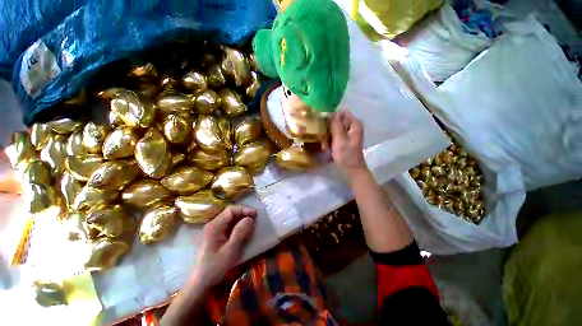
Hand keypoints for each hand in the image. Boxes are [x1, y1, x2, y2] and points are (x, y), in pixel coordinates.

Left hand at [191, 205, 256, 287]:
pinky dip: (238, 227)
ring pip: (231, 220)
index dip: (244, 209)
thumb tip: (250, 218)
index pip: (231, 210)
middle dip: (244, 215)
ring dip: (242, 221)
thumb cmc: (215, 267)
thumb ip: (240, 232)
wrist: (201, 283)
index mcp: (214, 226)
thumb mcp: (230, 250)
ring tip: (252, 227)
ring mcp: (214, 231)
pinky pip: (229, 227)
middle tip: (255, 220)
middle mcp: (213, 225)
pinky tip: (244, 233)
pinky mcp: (216, 237)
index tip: (255, 214)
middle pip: (231, 213)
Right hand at [326, 111, 367, 179]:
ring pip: (335, 129)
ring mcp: (349, 133)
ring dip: (328, 136)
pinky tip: (327, 148)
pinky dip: (331, 141)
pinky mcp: (345, 139)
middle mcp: (353, 126)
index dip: (331, 116)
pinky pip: (335, 135)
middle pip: (338, 121)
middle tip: (324, 138)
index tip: (323, 124)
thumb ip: (335, 125)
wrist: (352, 169)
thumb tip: (330, 112)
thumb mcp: (339, 140)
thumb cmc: (346, 155)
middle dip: (329, 129)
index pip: (341, 112)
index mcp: (354, 124)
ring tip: (325, 146)